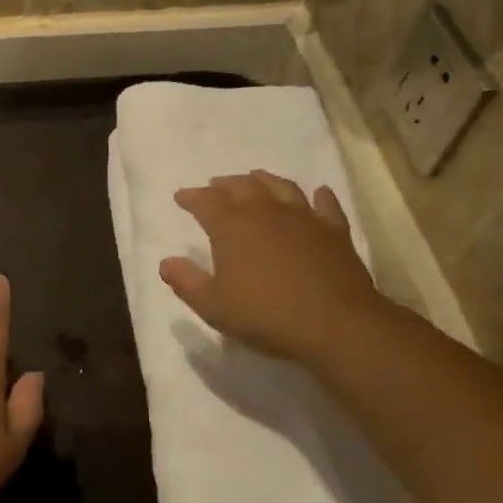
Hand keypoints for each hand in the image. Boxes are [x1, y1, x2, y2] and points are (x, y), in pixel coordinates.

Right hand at [159, 171, 386, 366]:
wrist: (335, 325)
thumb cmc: (265, 316)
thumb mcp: (213, 306)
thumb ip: (186, 282)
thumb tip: (166, 262)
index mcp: (232, 228)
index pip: (205, 202)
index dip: (191, 197)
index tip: (181, 196)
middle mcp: (266, 213)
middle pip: (242, 187)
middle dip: (225, 185)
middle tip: (215, 185)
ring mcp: (304, 218)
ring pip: (281, 187)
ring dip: (265, 180)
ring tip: (255, 178)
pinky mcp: (334, 232)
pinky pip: (326, 206)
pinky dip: (320, 196)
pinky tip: (318, 193)